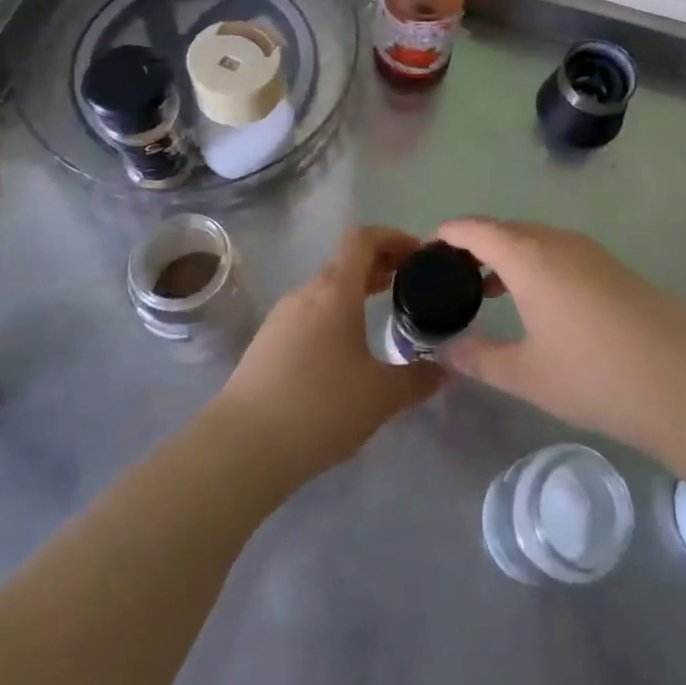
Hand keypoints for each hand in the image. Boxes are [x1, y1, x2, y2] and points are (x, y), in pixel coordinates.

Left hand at [215, 226, 442, 483]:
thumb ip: (418, 380)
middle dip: (379, 265)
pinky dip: (334, 313)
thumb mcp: (381, 396)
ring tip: (379, 313)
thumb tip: (443, 372)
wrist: (242, 447)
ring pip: (325, 288)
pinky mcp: (266, 342)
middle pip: (345, 261)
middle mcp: (306, 293)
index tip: (418, 255)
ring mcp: (281, 316)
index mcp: (335, 290)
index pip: (363, 239)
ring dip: (355, 291)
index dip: (393, 237)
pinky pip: (308, 312)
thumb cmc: (321, 407)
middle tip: (407, 284)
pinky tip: (344, 350)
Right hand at [435, 218, 685, 459]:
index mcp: (530, 257)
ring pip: (536, 239)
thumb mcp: (527, 374)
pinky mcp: (614, 267)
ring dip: (509, 255)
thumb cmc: (595, 376)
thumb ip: (479, 358)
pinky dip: (537, 263)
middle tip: (453, 276)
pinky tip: (539, 301)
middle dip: (476, 245)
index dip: (448, 233)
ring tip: (489, 290)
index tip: (427, 249)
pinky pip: (561, 251)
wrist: (685, 384)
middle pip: (507, 229)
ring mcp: (592, 251)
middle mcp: (559, 242)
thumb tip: (446, 351)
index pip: (477, 229)